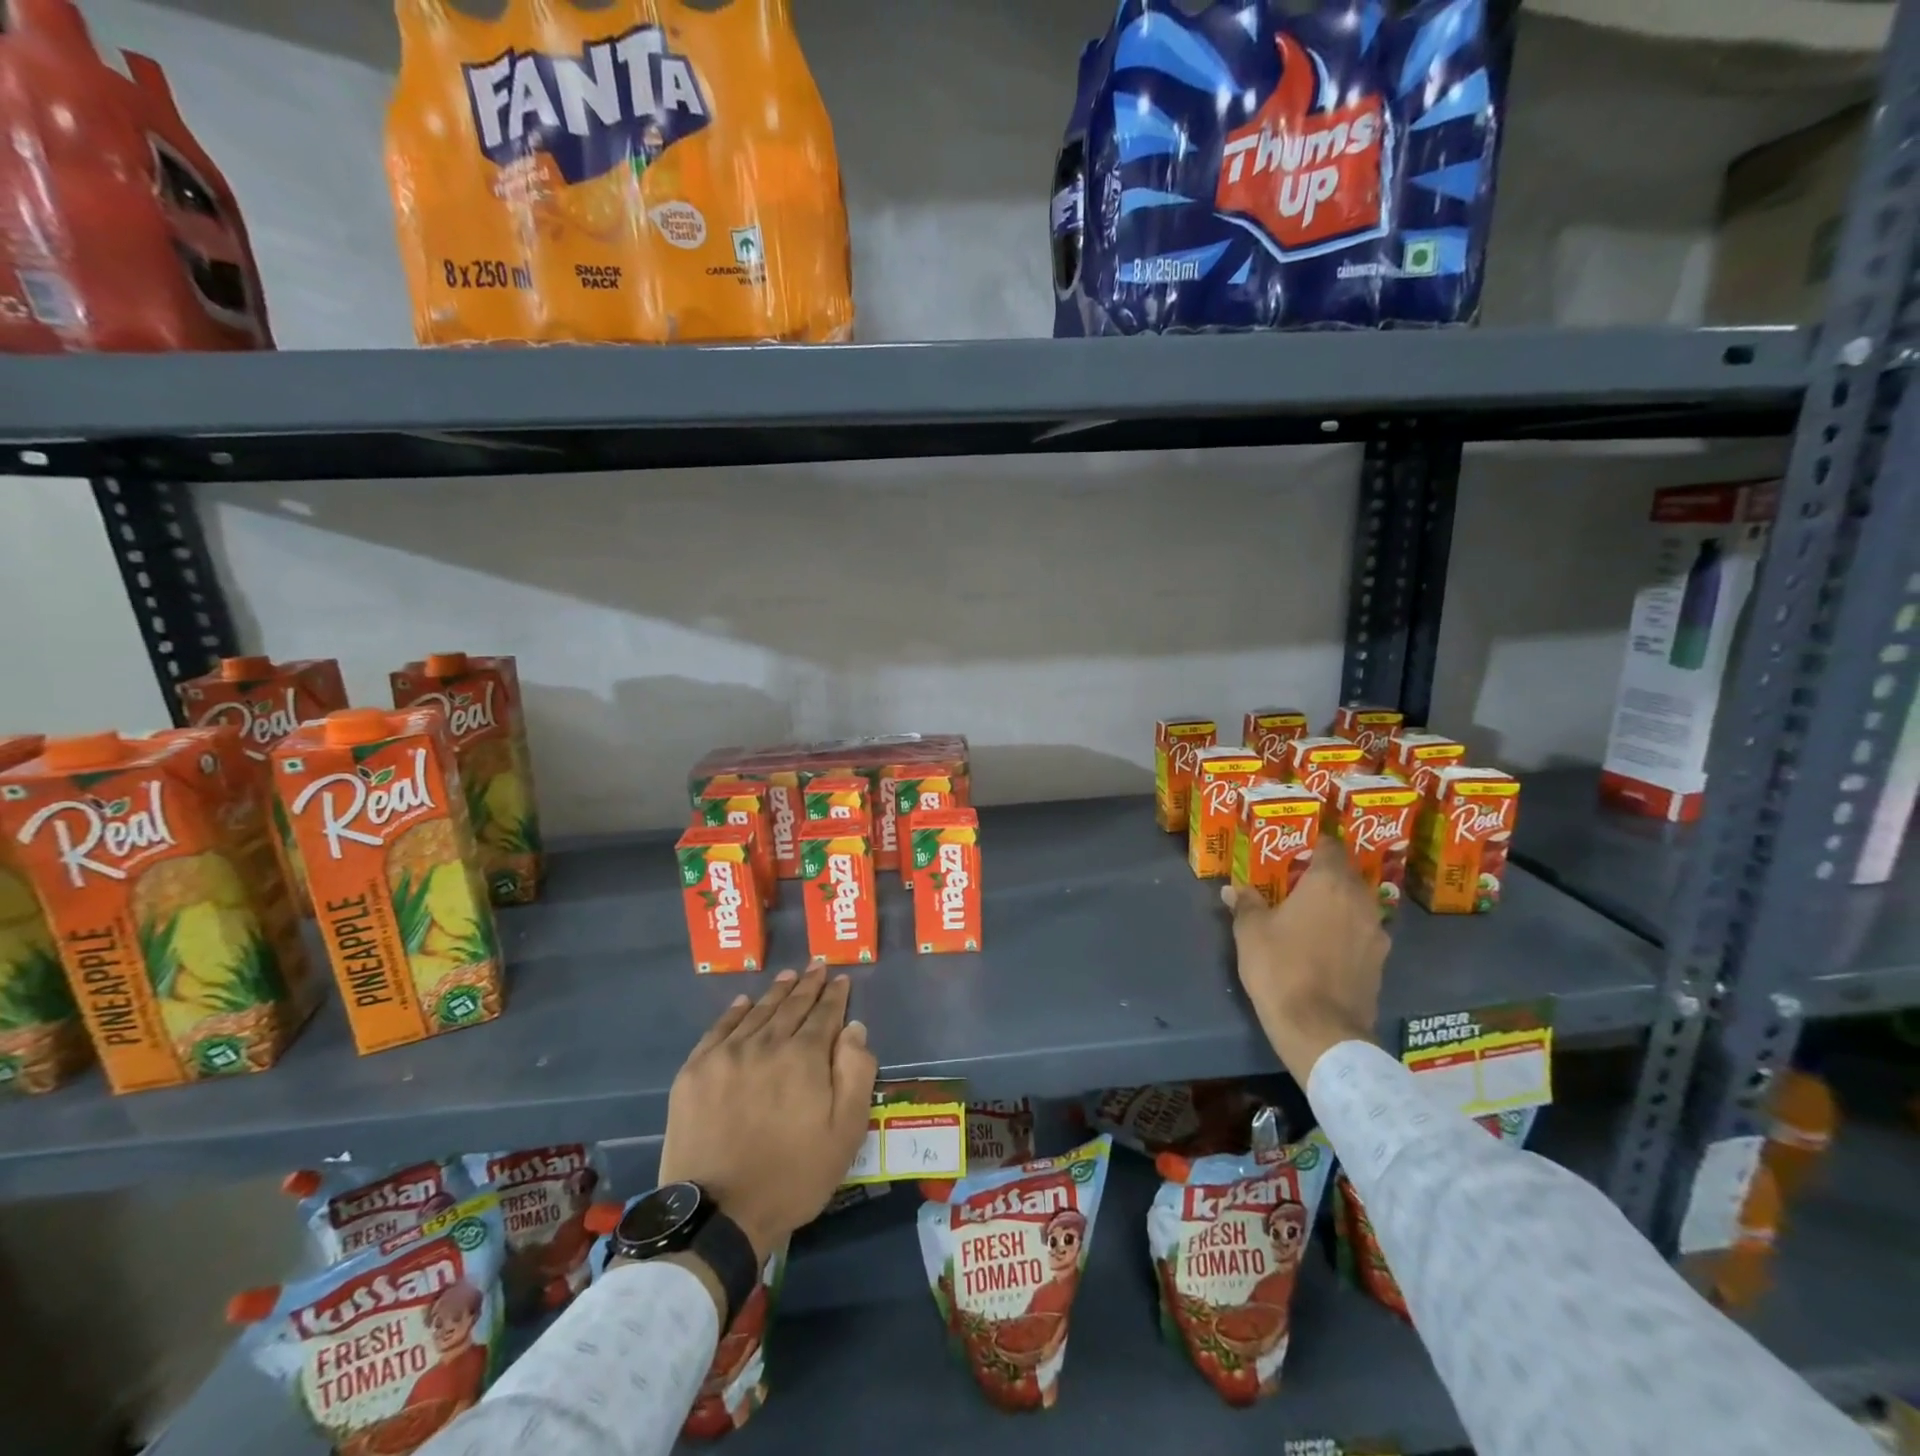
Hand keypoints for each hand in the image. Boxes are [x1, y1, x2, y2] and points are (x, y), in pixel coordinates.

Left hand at [658, 963, 877, 1264]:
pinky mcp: (695, 1072)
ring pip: (757, 1013)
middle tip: (816, 965)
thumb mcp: (845, 1133)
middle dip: (808, 985)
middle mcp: (766, 1044)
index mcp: (804, 1057)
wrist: (717, 1216)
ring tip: (788, 976)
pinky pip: (719, 1029)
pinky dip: (734, 1012)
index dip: (835, 995)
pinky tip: (744, 1002)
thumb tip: (854, 1028)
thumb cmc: (792, 1176)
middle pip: (791, 1006)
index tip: (841, 978)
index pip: (824, 1014)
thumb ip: (856, 1074)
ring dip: (776, 993)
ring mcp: (726, 1055)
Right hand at [1221, 837, 1387, 1081]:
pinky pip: (1363, 934)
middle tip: (1297, 883)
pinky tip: (1325, 947)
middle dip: (1325, 876)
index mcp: (1329, 883)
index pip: (1330, 847)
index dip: (1314, 845)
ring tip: (1312, 916)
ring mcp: (1376, 933)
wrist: (1320, 1029)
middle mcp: (1360, 901)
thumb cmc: (1281, 968)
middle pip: (1346, 876)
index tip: (1296, 850)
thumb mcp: (1250, 932)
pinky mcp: (1381, 963)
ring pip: (1357, 906)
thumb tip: (1233, 889)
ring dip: (1338, 906)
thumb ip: (1246, 904)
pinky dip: (1347, 933)